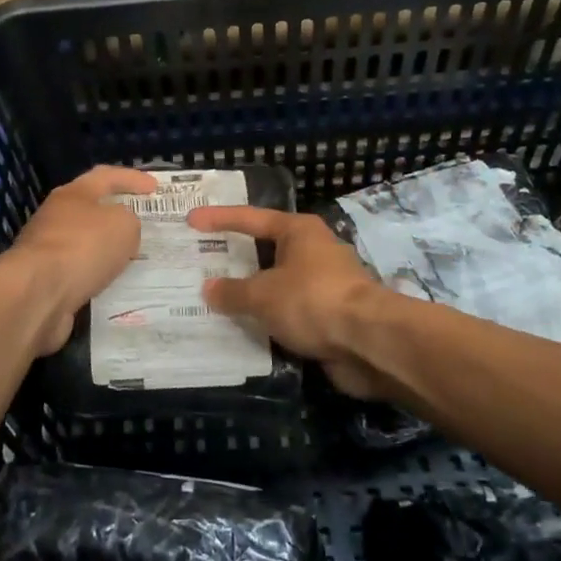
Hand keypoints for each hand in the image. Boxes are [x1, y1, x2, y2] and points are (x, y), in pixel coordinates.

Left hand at [0, 165, 157, 351]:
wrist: (37, 294)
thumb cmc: (83, 247)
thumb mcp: (123, 225)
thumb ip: (129, 220)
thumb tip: (120, 229)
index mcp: (73, 194)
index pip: (106, 176)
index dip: (132, 179)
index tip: (155, 187)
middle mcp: (56, 217)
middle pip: (91, 209)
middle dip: (117, 216)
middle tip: (144, 225)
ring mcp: (46, 249)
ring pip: (85, 244)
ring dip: (107, 250)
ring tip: (134, 260)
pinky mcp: (44, 280)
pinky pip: (79, 272)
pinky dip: (96, 275)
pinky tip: (113, 285)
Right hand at [186, 206, 391, 398]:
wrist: (368, 342)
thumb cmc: (312, 301)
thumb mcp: (262, 295)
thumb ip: (233, 292)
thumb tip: (209, 289)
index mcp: (299, 231)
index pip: (250, 218)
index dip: (219, 219)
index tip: (191, 220)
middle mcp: (314, 250)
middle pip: (267, 250)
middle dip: (237, 258)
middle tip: (204, 262)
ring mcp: (326, 284)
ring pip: (279, 283)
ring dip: (254, 293)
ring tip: (219, 300)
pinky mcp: (332, 315)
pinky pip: (291, 311)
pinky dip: (270, 318)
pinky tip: (248, 328)